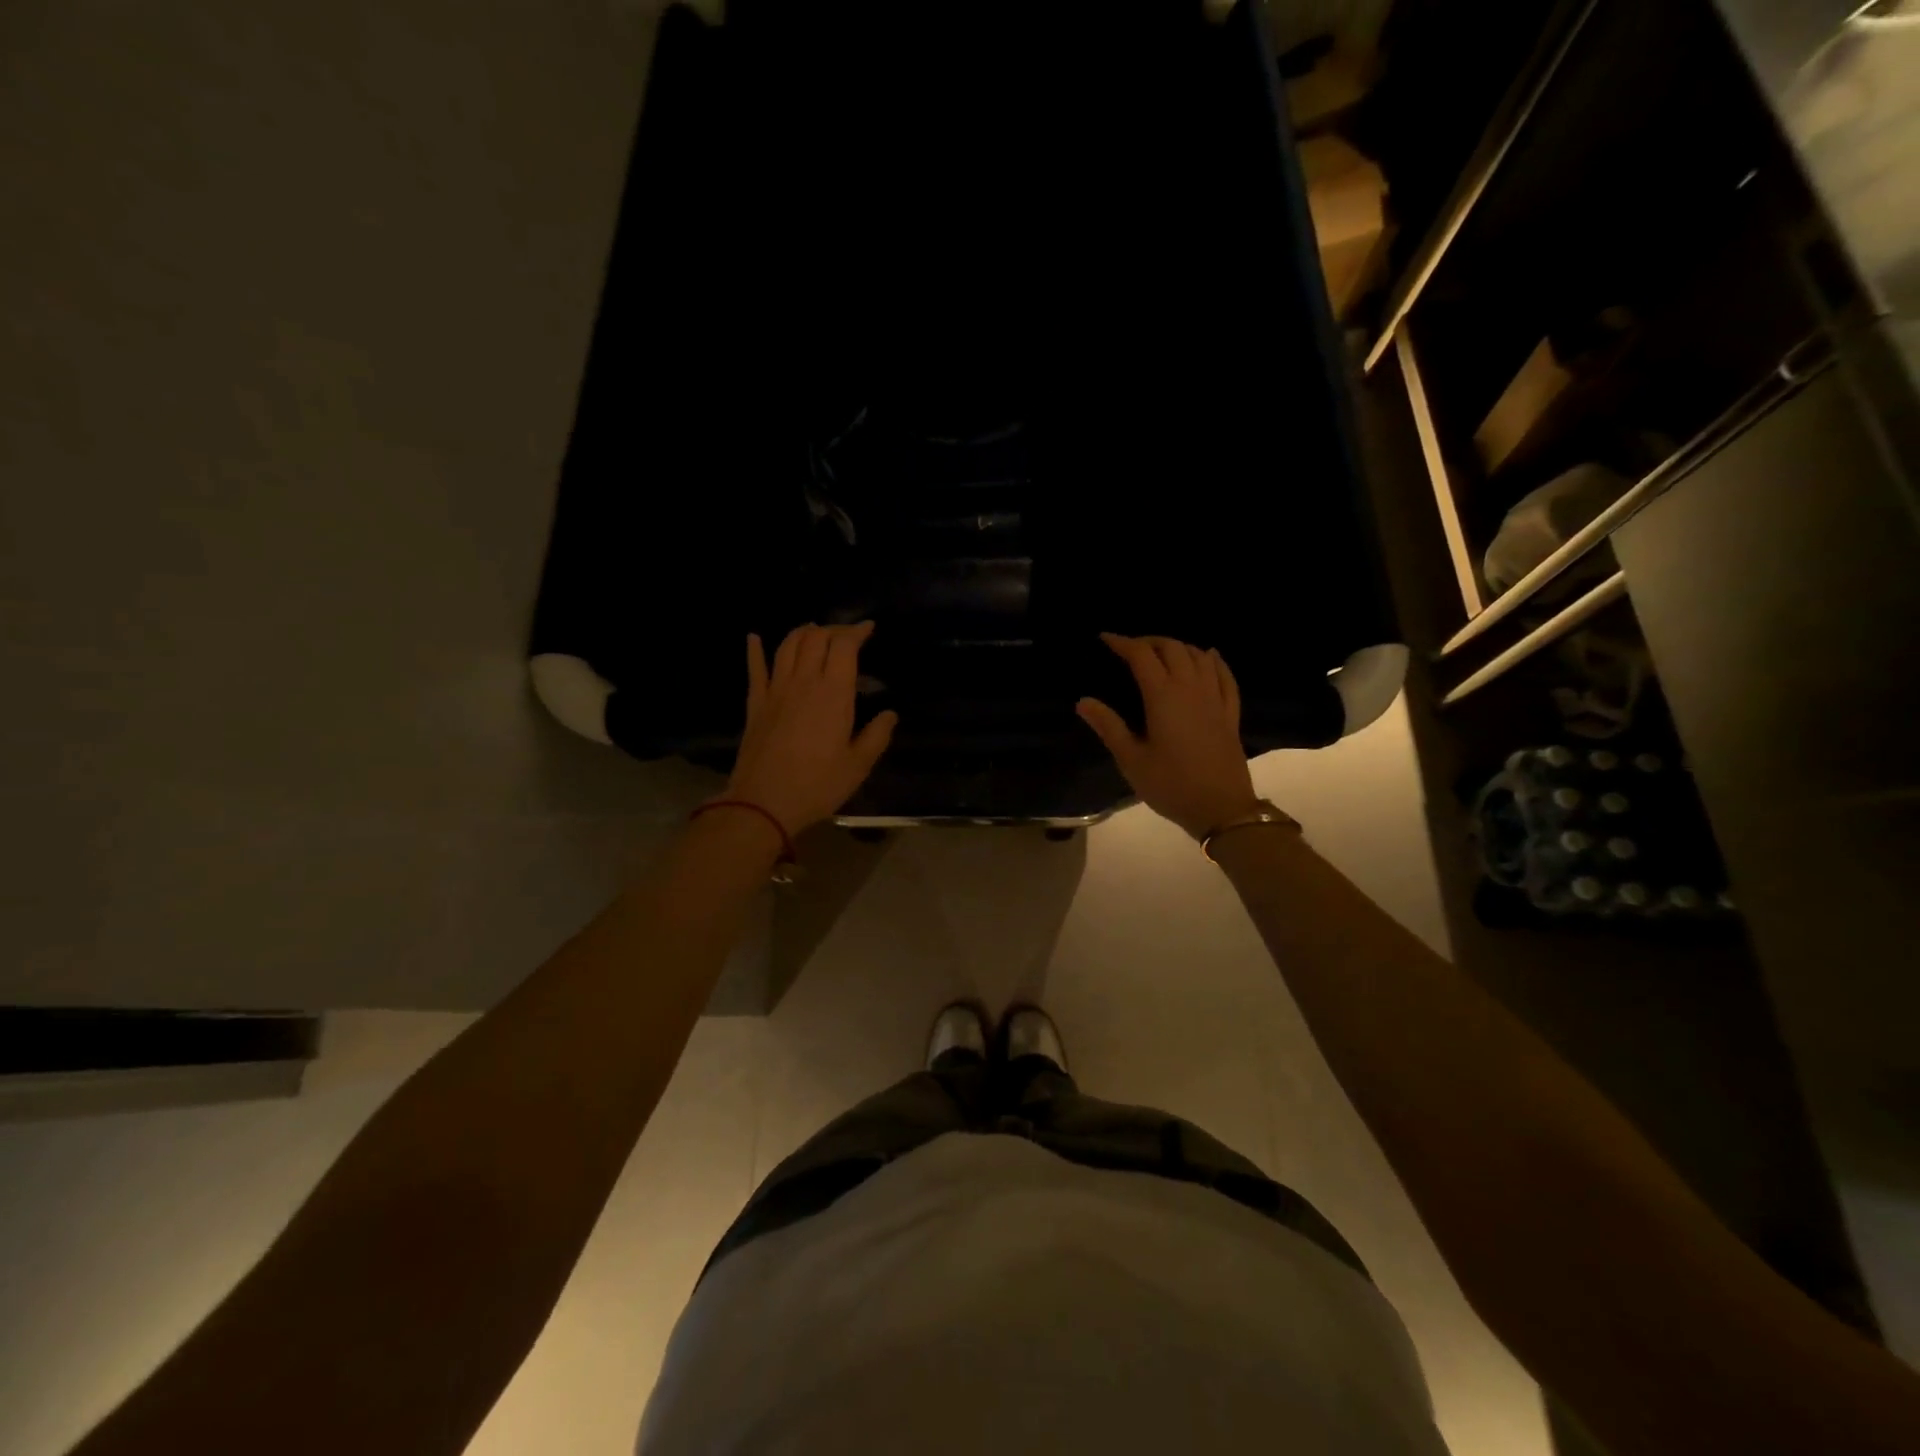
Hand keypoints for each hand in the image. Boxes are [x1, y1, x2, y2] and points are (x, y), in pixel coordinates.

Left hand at [722, 622, 897, 836]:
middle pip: (815, 638)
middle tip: (846, 635)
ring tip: (814, 631)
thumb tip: (889, 714)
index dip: (856, 631)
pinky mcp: (755, 704)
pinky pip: (755, 669)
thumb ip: (877, 735)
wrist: (763, 802)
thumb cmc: (817, 785)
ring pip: (787, 646)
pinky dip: (755, 650)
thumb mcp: (858, 766)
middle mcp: (804, 682)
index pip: (844, 646)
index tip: (868, 628)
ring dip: (802, 632)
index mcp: (833, 693)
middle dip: (833, 629)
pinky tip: (754, 638)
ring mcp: (775, 690)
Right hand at [1076, 633, 1260, 840]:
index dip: (1122, 642)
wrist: (1221, 808)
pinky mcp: (1230, 712)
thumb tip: (1083, 701)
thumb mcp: (1131, 759)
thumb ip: (1108, 726)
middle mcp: (1191, 688)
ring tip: (1161, 652)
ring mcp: (1215, 698)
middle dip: (1149, 641)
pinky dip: (1213, 660)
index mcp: (1163, 696)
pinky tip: (1208, 656)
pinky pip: (1224, 675)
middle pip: (1172, 648)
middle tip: (1130, 647)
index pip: (1141, 655)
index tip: (1105, 639)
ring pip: (1199, 656)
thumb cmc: (1171, 785)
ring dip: (1178, 646)